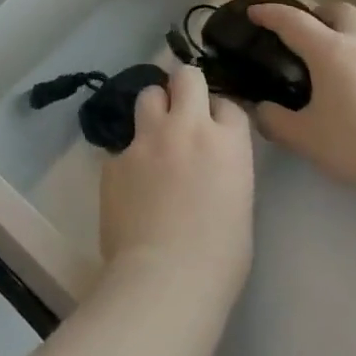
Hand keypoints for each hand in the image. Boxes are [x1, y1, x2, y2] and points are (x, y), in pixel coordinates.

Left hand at [99, 66, 253, 299]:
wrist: (164, 279)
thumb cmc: (219, 258)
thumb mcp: (240, 203)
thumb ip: (226, 168)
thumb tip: (210, 166)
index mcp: (227, 141)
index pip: (228, 103)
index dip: (220, 115)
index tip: (216, 131)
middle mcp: (187, 127)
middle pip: (186, 76)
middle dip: (186, 87)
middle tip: (183, 111)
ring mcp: (147, 139)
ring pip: (148, 95)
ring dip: (154, 110)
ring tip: (154, 137)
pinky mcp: (115, 158)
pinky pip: (123, 143)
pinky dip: (130, 156)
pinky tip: (131, 184)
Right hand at [247, 3, 355, 197]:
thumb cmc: (354, 143)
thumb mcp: (303, 137)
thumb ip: (275, 120)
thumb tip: (261, 109)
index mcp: (329, 50)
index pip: (293, 21)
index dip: (270, 14)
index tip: (254, 13)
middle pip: (337, 10)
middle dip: (316, 14)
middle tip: (303, 35)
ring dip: (345, 28)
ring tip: (334, 51)